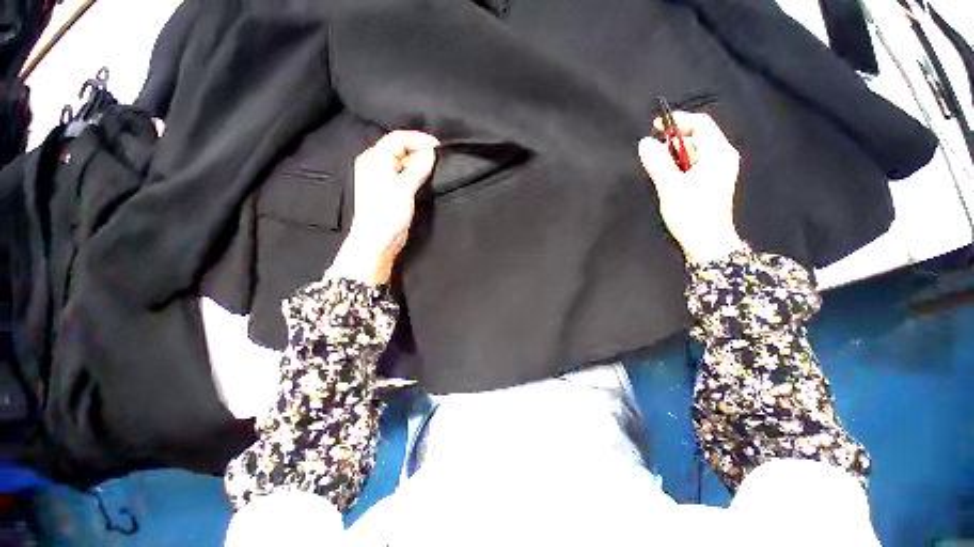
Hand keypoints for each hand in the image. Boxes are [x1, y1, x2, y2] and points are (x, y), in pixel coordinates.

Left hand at [330, 130, 439, 284]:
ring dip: (419, 162)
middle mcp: (376, 165)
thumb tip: (430, 153)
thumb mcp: (403, 189)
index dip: (419, 139)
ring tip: (433, 168)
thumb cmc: (384, 216)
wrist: (377, 240)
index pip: (398, 138)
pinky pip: (404, 174)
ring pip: (403, 161)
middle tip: (437, 158)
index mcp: (374, 160)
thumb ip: (418, 169)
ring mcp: (383, 178)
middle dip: (420, 150)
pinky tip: (425, 178)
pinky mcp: (390, 189)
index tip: (437, 146)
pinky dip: (416, 173)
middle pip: (400, 148)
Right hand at [638, 112, 744, 264]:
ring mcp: (719, 171)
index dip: (677, 121)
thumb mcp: (670, 186)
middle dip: (674, 141)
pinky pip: (695, 165)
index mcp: (718, 153)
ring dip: (675, 155)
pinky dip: (680, 166)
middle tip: (653, 152)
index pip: (700, 124)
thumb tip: (645, 143)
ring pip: (695, 152)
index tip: (655, 126)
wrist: (707, 243)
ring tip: (658, 168)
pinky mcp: (713, 182)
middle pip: (697, 137)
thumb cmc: (691, 214)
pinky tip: (669, 178)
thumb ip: (657, 162)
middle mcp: (723, 157)